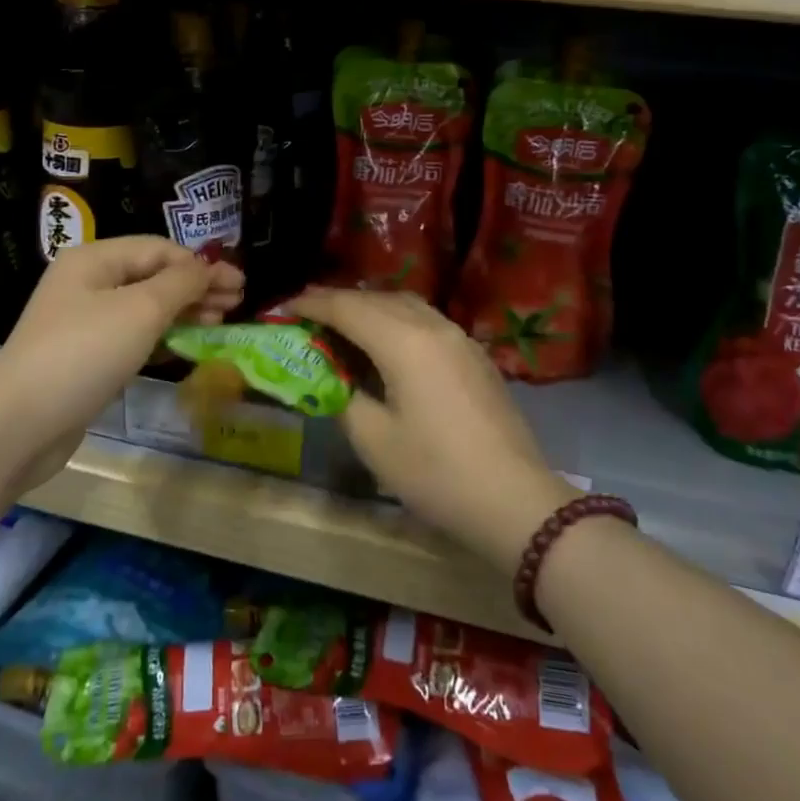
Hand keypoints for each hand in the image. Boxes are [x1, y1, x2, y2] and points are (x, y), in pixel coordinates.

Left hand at [0, 238, 243, 488]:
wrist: (21, 422)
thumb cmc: (85, 352)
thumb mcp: (141, 310)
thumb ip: (181, 283)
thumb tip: (207, 268)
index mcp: (94, 259)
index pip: (159, 249)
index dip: (201, 264)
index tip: (238, 284)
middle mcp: (86, 283)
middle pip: (153, 275)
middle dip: (196, 287)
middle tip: (235, 303)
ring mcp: (83, 321)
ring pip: (144, 306)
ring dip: (183, 311)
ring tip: (218, 323)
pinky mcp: (84, 356)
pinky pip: (132, 335)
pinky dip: (161, 336)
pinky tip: (184, 345)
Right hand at [288, 287, 577, 574]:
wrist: (515, 501)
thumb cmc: (436, 473)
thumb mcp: (373, 440)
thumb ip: (343, 396)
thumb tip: (331, 377)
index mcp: (404, 342)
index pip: (348, 308)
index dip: (313, 304)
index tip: (284, 305)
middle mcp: (433, 327)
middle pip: (377, 299)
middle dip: (339, 301)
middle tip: (307, 312)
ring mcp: (459, 338)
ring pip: (406, 305)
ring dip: (370, 307)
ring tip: (342, 323)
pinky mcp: (474, 356)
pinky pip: (426, 321)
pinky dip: (397, 320)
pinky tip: (386, 342)